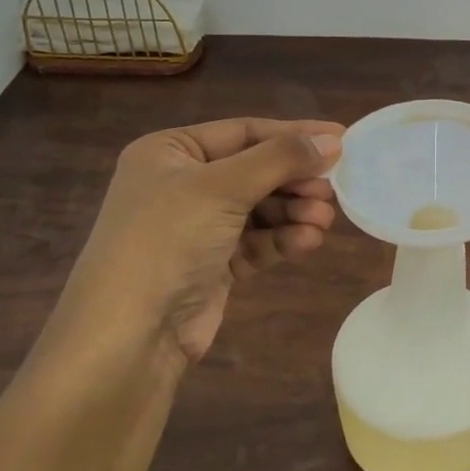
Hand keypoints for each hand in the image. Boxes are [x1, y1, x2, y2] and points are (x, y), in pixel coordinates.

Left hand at [53, 118, 343, 369]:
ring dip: (294, 212)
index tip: (342, 138)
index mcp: (169, 152)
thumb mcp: (223, 187)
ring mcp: (196, 227)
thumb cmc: (167, 241)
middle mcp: (181, 184)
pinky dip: (282, 239)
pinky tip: (308, 242)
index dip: (294, 134)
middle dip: (295, 181)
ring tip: (324, 220)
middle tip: (333, 190)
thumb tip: (333, 138)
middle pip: (256, 170)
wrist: (127, 338)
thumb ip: (281, 158)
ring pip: (261, 208)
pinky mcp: (212, 264)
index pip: (244, 132)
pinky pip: (257, 241)